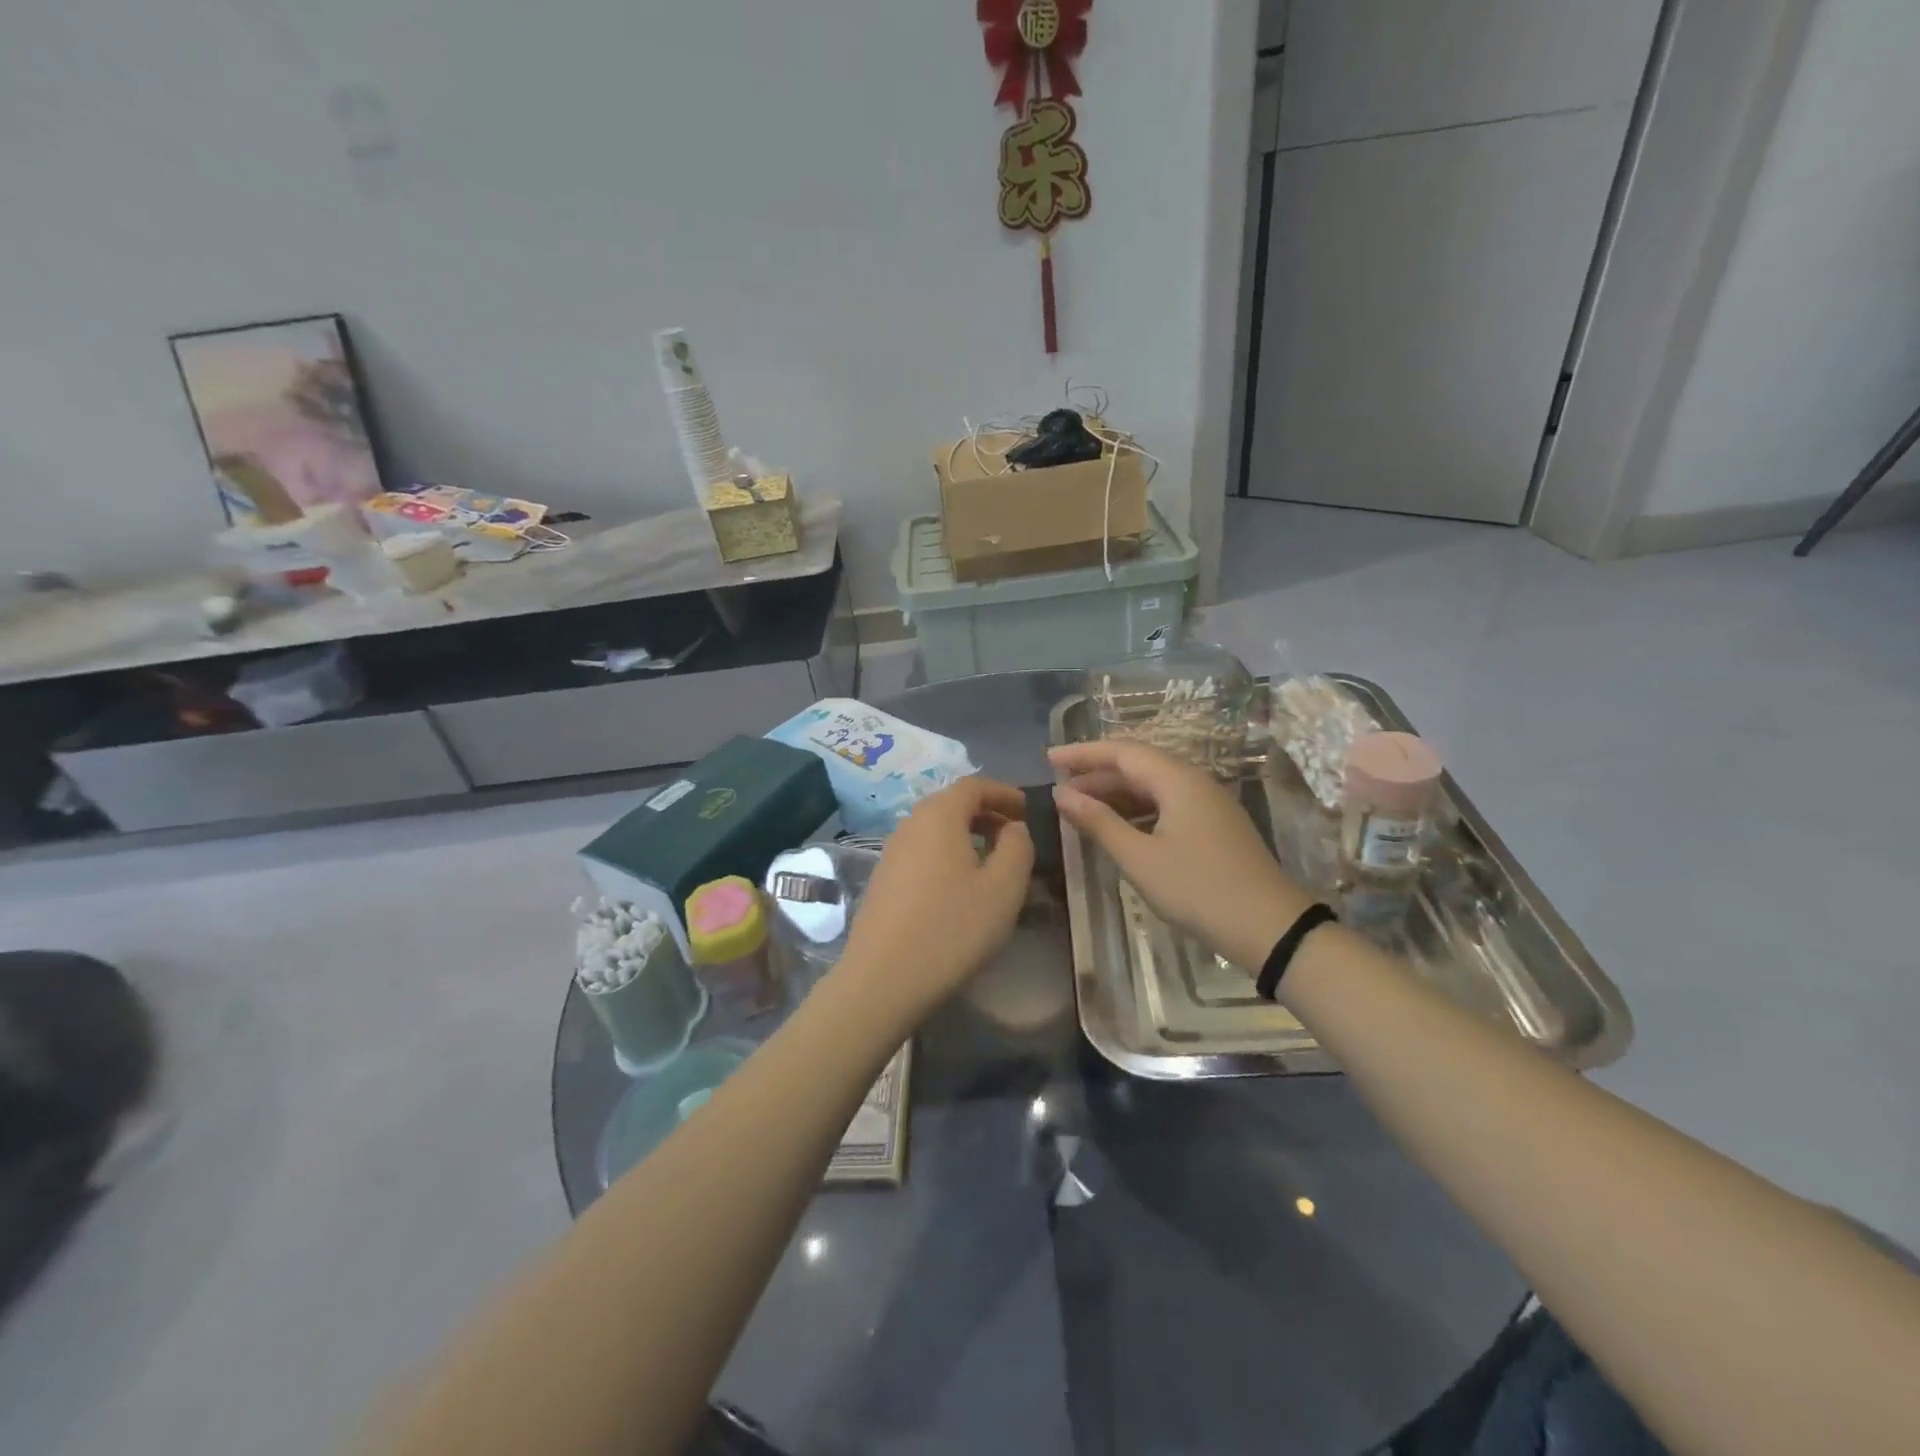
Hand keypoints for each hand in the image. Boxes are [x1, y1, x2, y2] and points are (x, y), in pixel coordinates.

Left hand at [834, 777, 1034, 1025]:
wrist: (883, 979)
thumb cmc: (952, 928)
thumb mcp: (1004, 887)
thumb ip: (1018, 846)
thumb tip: (1013, 828)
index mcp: (939, 815)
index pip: (974, 785)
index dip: (1004, 793)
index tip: (1028, 810)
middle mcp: (910, 824)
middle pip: (952, 804)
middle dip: (987, 814)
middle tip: (1015, 837)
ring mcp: (890, 852)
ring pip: (935, 830)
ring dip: (966, 837)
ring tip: (992, 864)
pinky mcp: (882, 880)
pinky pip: (922, 853)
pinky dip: (946, 856)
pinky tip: (959, 889)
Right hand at [1050, 741, 1311, 970]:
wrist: (1270, 928)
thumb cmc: (1198, 889)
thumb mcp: (1140, 858)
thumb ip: (1099, 822)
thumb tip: (1062, 794)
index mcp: (1178, 780)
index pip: (1122, 751)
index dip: (1083, 753)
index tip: (1049, 758)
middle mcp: (1194, 783)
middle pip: (1138, 766)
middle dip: (1096, 773)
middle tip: (1059, 786)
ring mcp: (1208, 805)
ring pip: (1153, 787)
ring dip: (1115, 794)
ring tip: (1080, 806)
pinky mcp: (1214, 828)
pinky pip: (1167, 805)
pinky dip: (1136, 810)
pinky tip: (1118, 827)